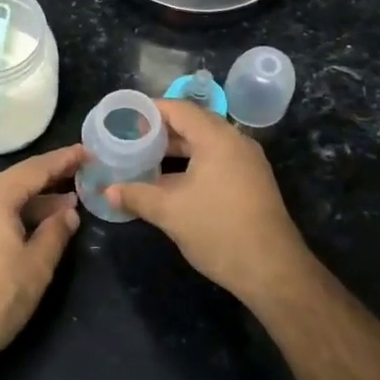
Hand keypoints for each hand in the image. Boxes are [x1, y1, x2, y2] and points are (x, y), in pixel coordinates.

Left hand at [0, 144, 82, 376]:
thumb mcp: (36, 266)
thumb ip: (56, 232)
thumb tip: (68, 211)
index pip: (33, 170)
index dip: (62, 160)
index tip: (86, 152)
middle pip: (15, 182)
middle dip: (49, 181)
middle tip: (81, 177)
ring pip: (2, 200)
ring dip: (33, 202)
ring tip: (66, 206)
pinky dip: (14, 215)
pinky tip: (34, 226)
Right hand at [107, 100, 311, 306]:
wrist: (272, 270)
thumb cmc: (218, 230)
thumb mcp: (170, 212)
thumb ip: (136, 196)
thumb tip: (107, 192)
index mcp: (217, 138)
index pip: (179, 109)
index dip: (150, 110)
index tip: (125, 118)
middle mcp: (235, 142)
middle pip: (193, 124)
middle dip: (160, 131)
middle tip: (130, 140)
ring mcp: (247, 162)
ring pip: (205, 144)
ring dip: (175, 150)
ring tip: (144, 160)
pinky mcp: (251, 182)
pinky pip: (216, 160)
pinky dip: (192, 164)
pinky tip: (170, 182)